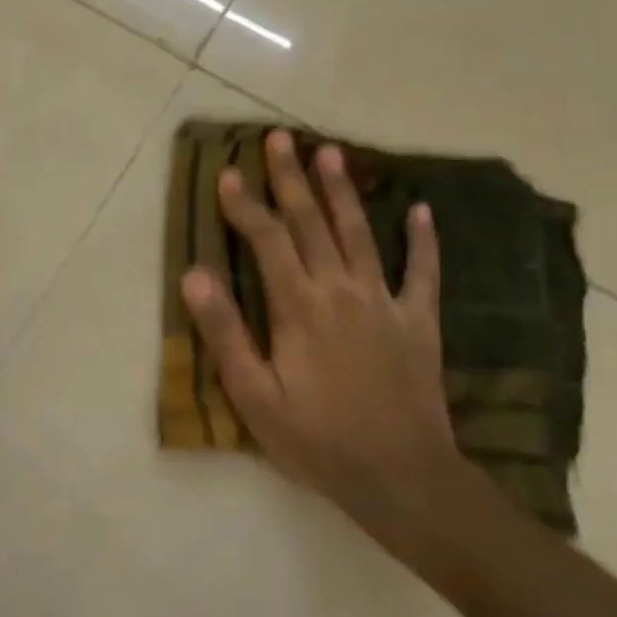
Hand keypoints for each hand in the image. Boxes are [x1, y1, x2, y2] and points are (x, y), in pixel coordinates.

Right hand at [179, 129, 460, 543]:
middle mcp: (340, 291)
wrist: (402, 479)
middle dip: (291, 178)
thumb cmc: (317, 440)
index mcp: (299, 307)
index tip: (228, 171)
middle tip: (279, 138)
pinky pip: (422, 273)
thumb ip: (225, 332)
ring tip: (331, 152)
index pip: (266, 241)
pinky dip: (422, 240)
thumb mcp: (254, 396)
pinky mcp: (418, 322)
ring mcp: (384, 303)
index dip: (244, 204)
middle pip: (310, 223)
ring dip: (342, 192)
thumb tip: (194, 275)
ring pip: (359, 234)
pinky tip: (420, 210)